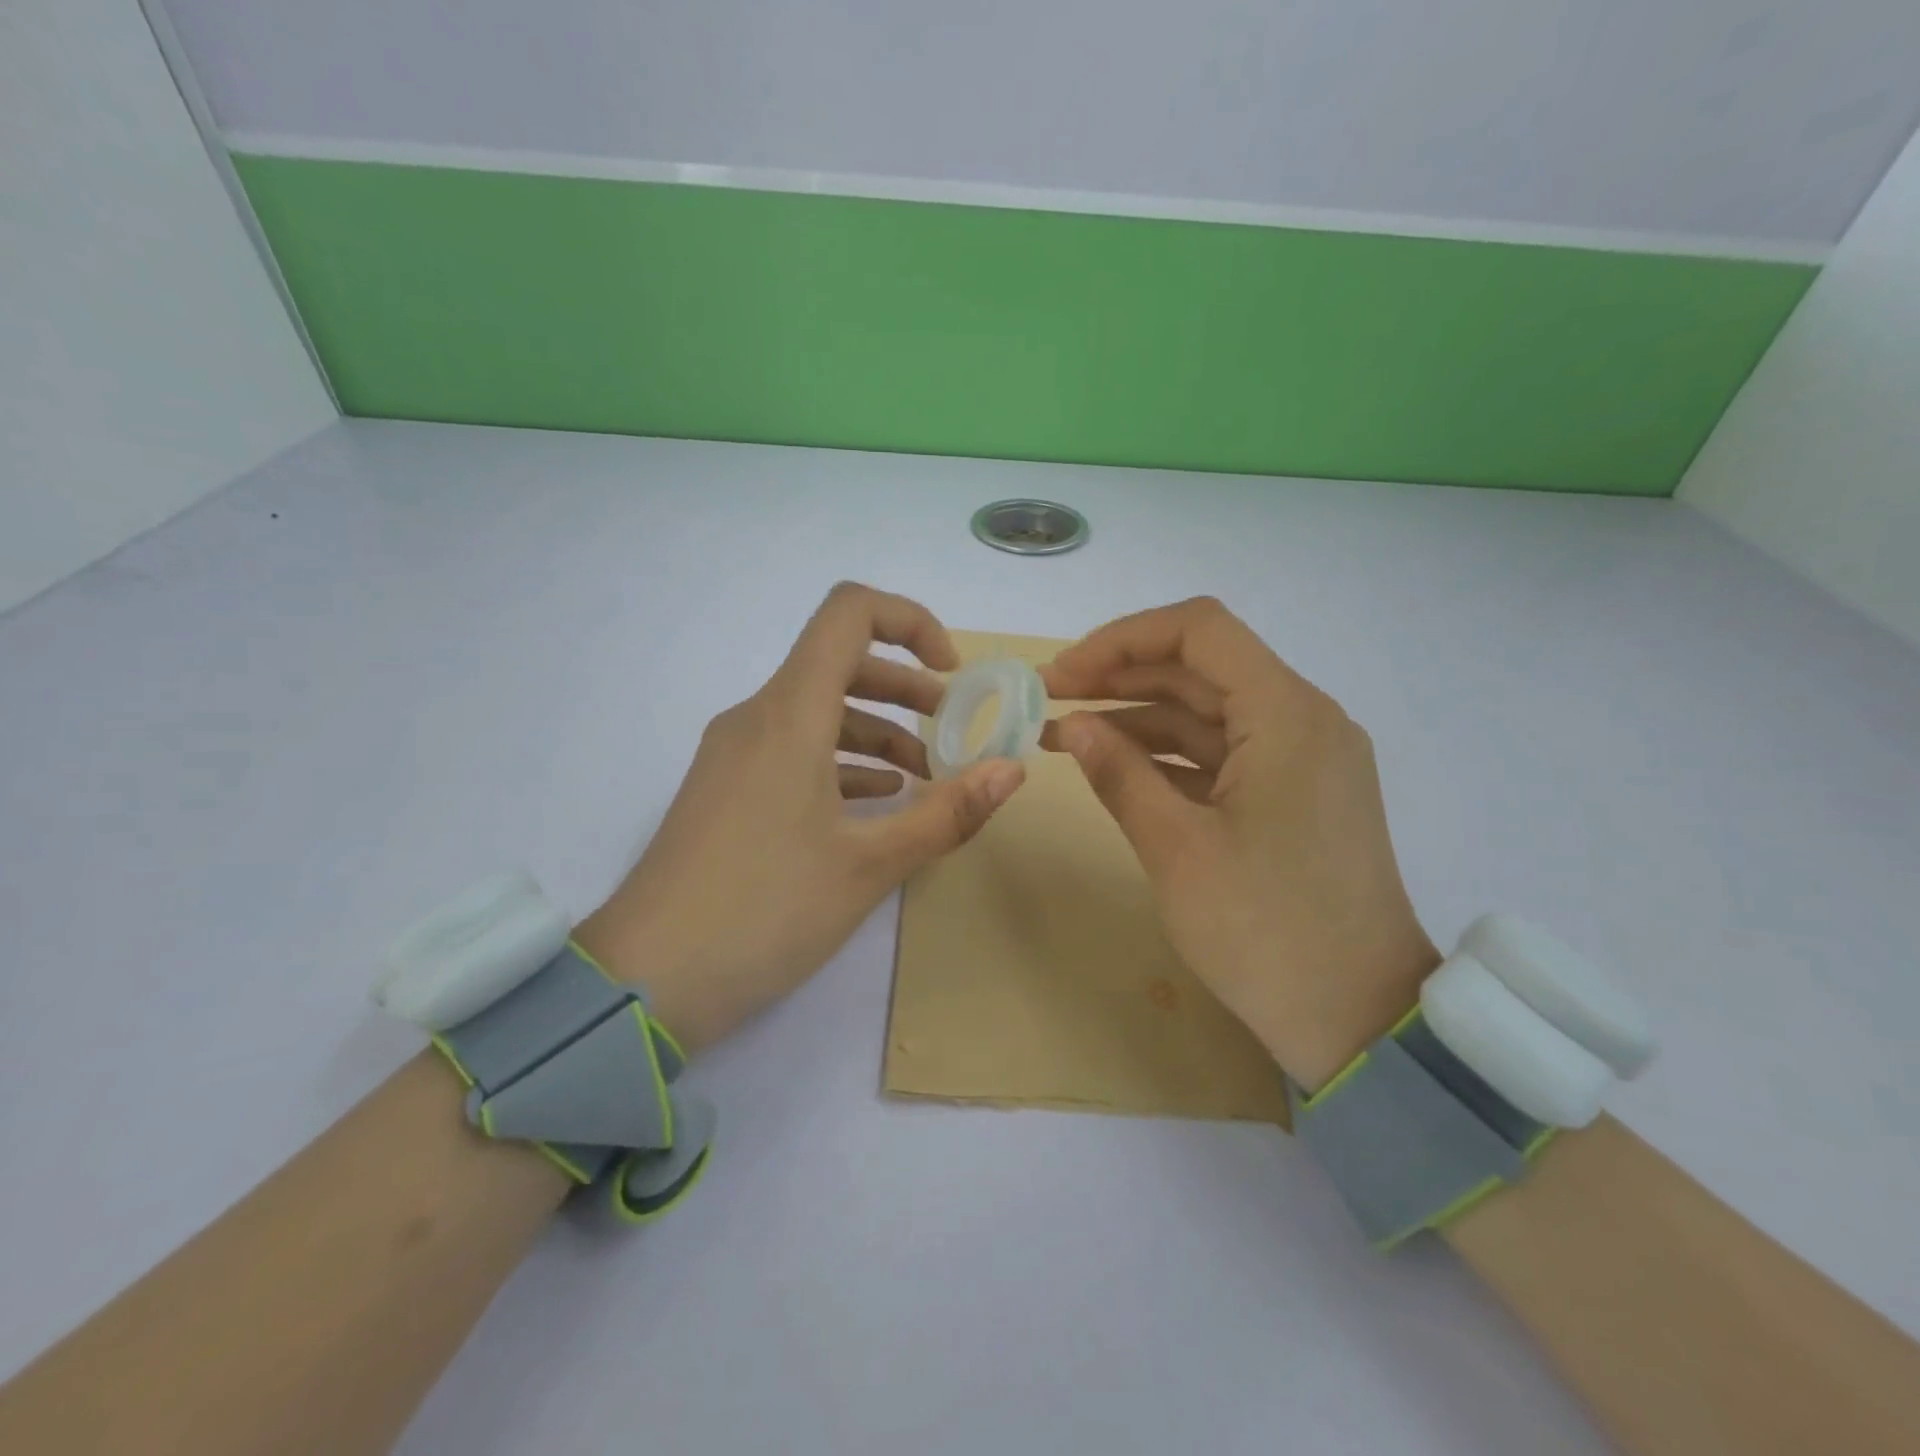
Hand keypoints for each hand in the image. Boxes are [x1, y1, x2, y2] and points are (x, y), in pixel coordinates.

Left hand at [577, 583, 1024, 1051]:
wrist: (646, 981)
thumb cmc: (765, 910)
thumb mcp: (869, 865)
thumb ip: (947, 813)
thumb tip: (1012, 770)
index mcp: (789, 714)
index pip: (849, 613)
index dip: (909, 621)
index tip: (949, 671)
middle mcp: (757, 718)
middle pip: (838, 663)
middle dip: (905, 687)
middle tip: (951, 728)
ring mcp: (734, 755)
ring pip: (817, 712)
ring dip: (876, 730)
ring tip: (923, 778)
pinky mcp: (725, 790)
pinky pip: (792, 751)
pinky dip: (840, 761)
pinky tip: (873, 803)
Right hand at [1041, 597, 1437, 1090]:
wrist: (1359, 1020)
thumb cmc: (1267, 931)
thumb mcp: (1178, 849)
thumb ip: (1120, 775)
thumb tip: (1073, 728)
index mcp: (1287, 715)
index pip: (1199, 631)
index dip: (1121, 640)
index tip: (1062, 675)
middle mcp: (1303, 720)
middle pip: (1201, 668)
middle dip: (1120, 676)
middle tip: (1050, 699)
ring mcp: (1303, 759)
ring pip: (1208, 712)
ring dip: (1138, 718)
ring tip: (1065, 735)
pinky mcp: (1294, 795)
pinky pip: (1223, 754)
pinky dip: (1168, 756)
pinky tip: (1116, 768)